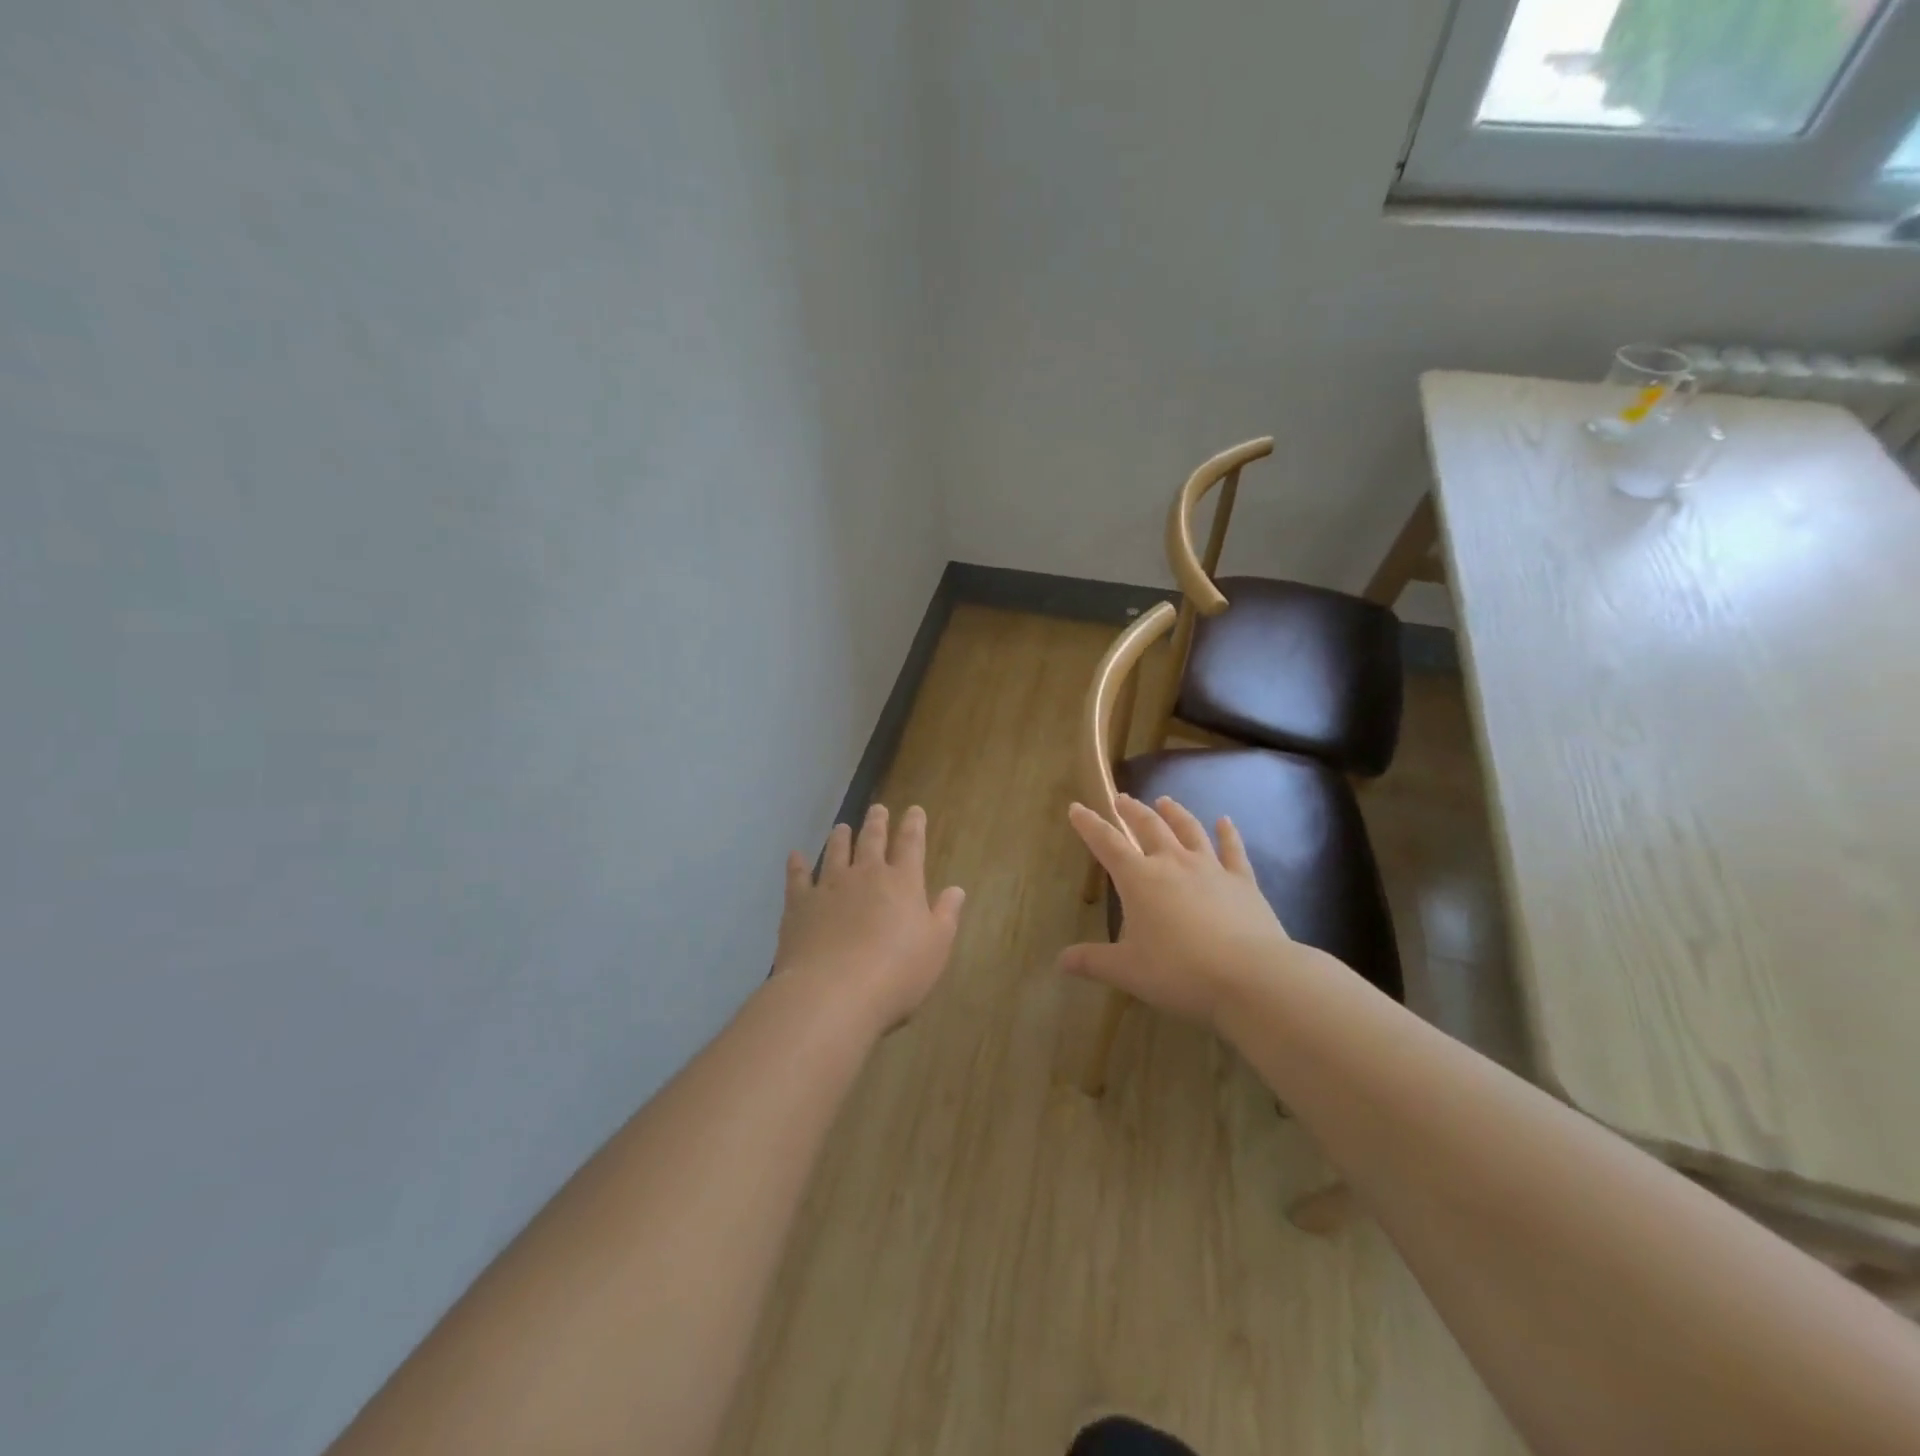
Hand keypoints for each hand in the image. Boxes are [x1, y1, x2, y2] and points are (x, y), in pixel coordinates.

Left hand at [774, 803, 965, 1036]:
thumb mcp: (936, 947)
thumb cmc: (897, 973)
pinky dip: (797, 865)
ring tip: (842, 826)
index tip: (914, 810)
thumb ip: (946, 915)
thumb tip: (956, 889)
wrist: (834, 992)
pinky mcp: (800, 905)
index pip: (911, 845)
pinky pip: (797, 877)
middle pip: (872, 840)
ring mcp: (829, 886)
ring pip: (836, 852)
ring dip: (841, 837)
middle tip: (878, 809)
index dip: (914, 825)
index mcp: (903, 882)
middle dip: (877, 823)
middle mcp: (866, 875)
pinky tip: (795, 856)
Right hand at [1060, 794, 1298, 1032]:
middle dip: (1131, 811)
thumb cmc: (1179, 972)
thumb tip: (1061, 961)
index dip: (1089, 825)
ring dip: (1174, 813)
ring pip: (1188, 830)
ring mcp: (1210, 868)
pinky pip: (1232, 849)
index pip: (1107, 843)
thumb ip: (1093, 961)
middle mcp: (1172, 863)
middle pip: (1148, 827)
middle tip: (1122, 799)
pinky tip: (1225, 821)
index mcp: (1139, 879)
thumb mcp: (1127, 971)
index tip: (1077, 807)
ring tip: (1164, 800)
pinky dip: (1227, 833)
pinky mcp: (1242, 881)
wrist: (1250, 976)